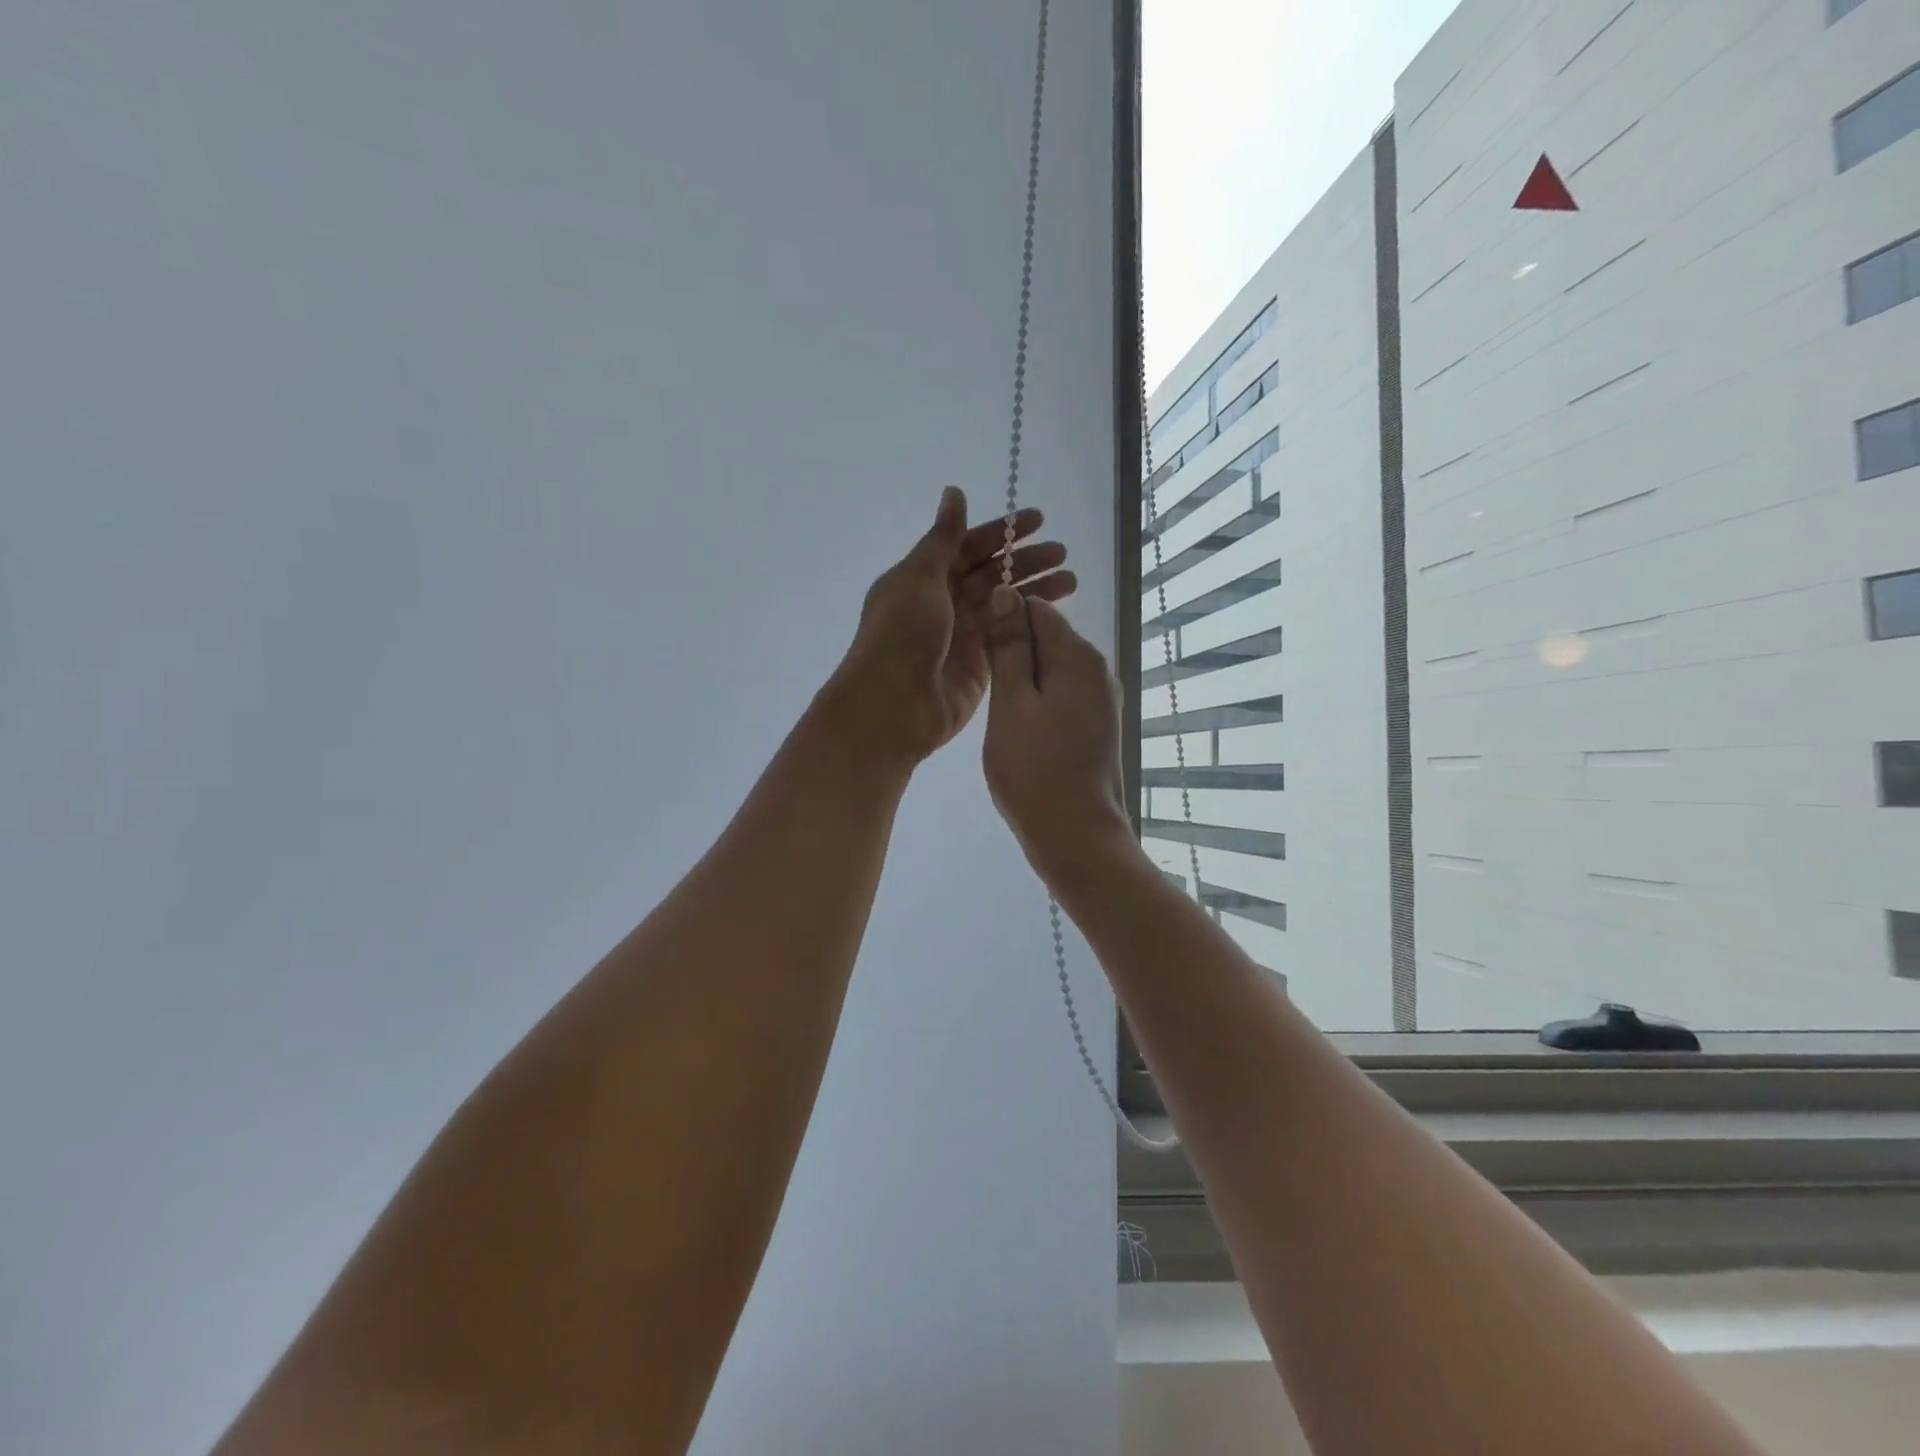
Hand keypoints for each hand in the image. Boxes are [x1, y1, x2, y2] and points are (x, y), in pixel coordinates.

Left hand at [826, 486, 1077, 767]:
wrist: (894, 705)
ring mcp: (962, 635)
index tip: (1039, 520)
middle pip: (990, 574)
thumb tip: (954, 491)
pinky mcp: (979, 664)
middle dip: (1025, 561)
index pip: (968, 546)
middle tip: (1062, 553)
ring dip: (1035, 589)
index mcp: (923, 577)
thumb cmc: (901, 633)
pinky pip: (1008, 635)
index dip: (1002, 532)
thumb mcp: (920, 576)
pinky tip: (1054, 612)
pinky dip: (1028, 622)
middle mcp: (943, 603)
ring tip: (1071, 579)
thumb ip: (944, 537)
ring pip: (1003, 604)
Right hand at [981, 583, 1136, 883]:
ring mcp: (1102, 700)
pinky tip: (1018, 727)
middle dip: (1012, 650)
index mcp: (1078, 656)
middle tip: (980, 682)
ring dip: (1022, 679)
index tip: (973, 644)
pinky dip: (1037, 701)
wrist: (1077, 836)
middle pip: (1047, 638)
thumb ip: (1009, 648)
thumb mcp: (1012, 703)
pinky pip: (1062, 696)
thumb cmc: (1034, 769)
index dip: (1001, 617)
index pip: (1036, 609)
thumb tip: (1007, 593)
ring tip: (995, 708)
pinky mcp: (1098, 726)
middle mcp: (1098, 670)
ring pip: (1052, 670)